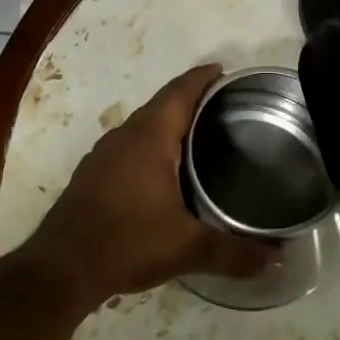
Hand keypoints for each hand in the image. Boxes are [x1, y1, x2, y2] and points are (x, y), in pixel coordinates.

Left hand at [24, 64, 272, 310]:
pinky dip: (151, 145)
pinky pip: (129, 146)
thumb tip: (278, 259)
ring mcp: (103, 155)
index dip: (202, 77)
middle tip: (224, 106)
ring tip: (200, 135)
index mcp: (149, 137)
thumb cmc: (126, 243)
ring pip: (143, 126)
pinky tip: (165, 170)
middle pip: (162, 104)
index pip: (179, 92)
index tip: (224, 70)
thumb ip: (234, 252)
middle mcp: (124, 136)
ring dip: (169, 123)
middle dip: (191, 99)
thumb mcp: (187, 248)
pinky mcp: (92, 175)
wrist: (60, 269)